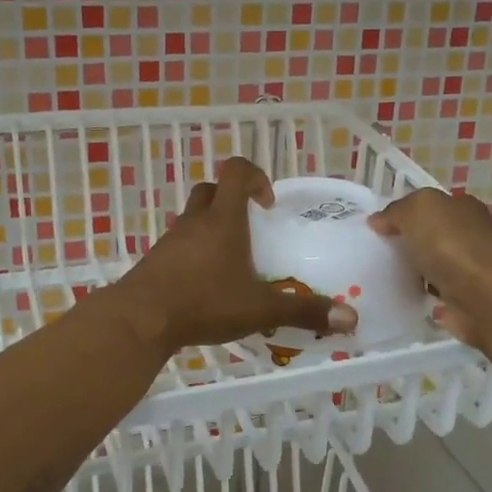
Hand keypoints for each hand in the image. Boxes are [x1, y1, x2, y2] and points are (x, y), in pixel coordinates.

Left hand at [116, 157, 357, 352]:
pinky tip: (204, 284)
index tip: (267, 204)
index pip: (236, 171)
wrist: (140, 319)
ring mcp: (170, 240)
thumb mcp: (260, 309)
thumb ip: (304, 311)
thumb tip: (351, 318)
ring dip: (211, 228)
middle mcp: (195, 221)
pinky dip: (193, 253)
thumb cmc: (204, 303)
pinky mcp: (154, 260)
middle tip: (250, 229)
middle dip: (232, 201)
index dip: (255, 177)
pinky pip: (178, 244)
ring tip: (230, 261)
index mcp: (223, 220)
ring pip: (192, 218)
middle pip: (211, 190)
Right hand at [368, 188, 491, 346]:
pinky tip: (401, 299)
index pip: (428, 206)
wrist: (489, 300)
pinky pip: (435, 294)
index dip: (402, 214)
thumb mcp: (418, 210)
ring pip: (431, 265)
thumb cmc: (453, 247)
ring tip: (379, 279)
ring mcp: (469, 269)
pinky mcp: (466, 300)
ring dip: (412, 272)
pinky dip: (421, 297)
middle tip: (373, 255)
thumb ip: (396, 211)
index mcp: (462, 208)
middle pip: (429, 235)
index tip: (375, 230)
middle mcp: (470, 235)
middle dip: (405, 244)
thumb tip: (379, 221)